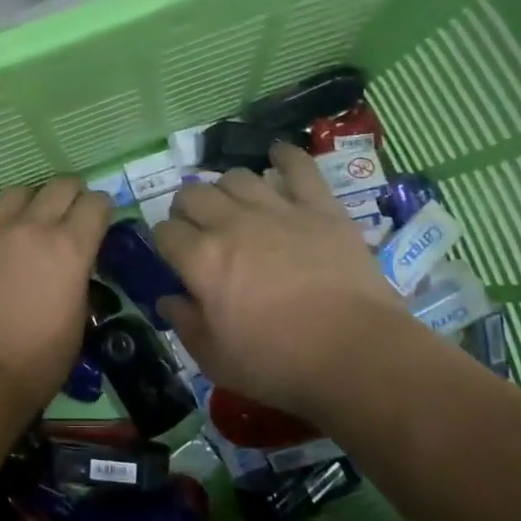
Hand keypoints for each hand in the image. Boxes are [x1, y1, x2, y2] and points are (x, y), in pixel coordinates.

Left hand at [0, 176, 112, 417]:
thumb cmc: (35, 363)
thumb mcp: (76, 323)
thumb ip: (76, 282)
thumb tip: (72, 270)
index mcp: (70, 249)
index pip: (96, 204)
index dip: (102, 208)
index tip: (101, 218)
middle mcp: (33, 228)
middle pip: (60, 186)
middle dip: (73, 193)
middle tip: (73, 210)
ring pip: (19, 192)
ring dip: (33, 200)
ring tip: (33, 219)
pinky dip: (1, 226)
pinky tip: (0, 249)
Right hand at [155, 142, 415, 419]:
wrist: (357, 355)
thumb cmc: (279, 364)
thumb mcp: (216, 360)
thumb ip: (185, 324)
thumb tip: (166, 299)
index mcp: (202, 260)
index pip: (164, 231)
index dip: (164, 241)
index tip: (173, 255)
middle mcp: (232, 224)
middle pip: (193, 194)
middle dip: (187, 208)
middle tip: (200, 229)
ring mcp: (277, 209)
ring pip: (236, 176)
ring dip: (228, 189)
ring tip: (236, 205)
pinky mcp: (319, 207)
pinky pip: (298, 167)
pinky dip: (286, 157)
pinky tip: (278, 156)